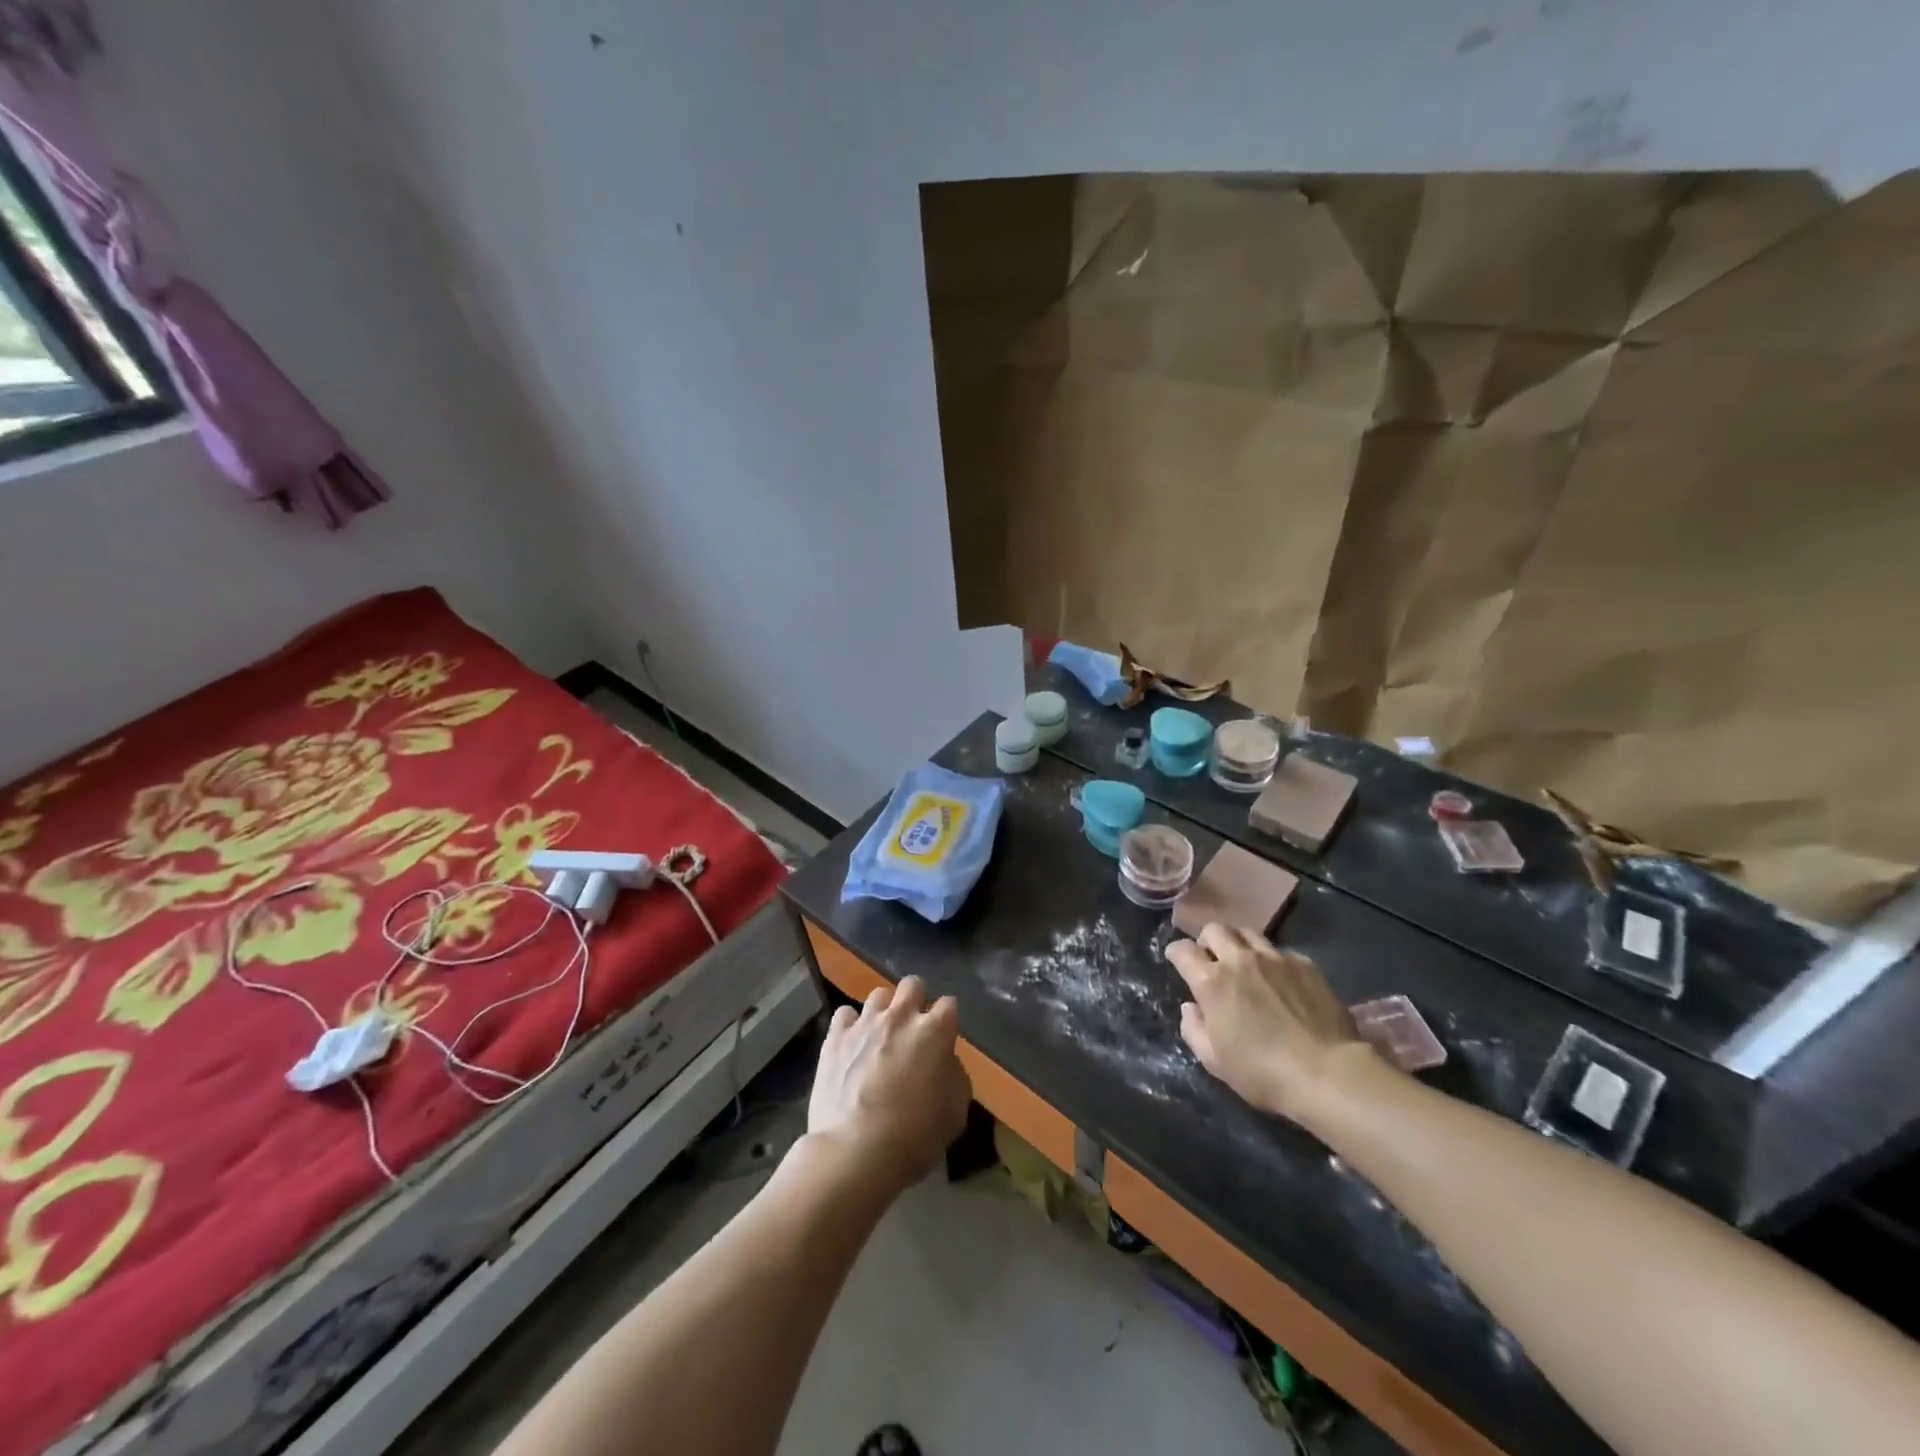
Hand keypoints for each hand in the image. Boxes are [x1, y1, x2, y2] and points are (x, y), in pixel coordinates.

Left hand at [806, 976, 971, 1196]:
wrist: (856, 1151)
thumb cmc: (915, 1136)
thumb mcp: (955, 1113)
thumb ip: (955, 1077)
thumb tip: (945, 1063)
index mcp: (935, 1031)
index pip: (949, 1004)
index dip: (947, 1020)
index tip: (944, 1038)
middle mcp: (901, 1017)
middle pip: (912, 984)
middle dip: (916, 1000)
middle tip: (912, 1028)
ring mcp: (865, 1023)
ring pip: (878, 995)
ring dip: (884, 1011)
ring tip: (880, 1035)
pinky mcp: (835, 1036)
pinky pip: (845, 1014)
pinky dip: (851, 1026)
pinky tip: (851, 1044)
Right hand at [1167, 925, 1367, 1121]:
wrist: (1328, 1073)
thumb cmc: (1263, 1072)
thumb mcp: (1214, 1061)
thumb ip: (1193, 1029)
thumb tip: (1191, 1008)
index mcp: (1212, 981)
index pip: (1182, 950)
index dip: (1176, 953)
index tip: (1178, 961)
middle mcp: (1240, 960)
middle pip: (1215, 929)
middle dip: (1207, 941)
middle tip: (1212, 960)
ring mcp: (1275, 958)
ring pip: (1248, 933)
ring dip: (1238, 944)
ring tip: (1244, 963)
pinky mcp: (1305, 964)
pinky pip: (1280, 951)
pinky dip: (1272, 961)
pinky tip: (1281, 981)